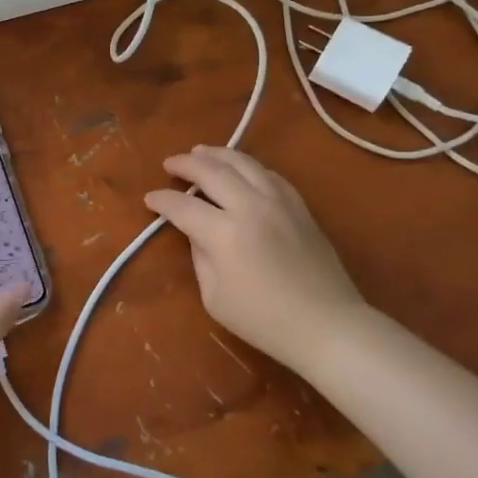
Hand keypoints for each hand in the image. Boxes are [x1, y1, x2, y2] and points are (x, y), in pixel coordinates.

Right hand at [144, 146, 364, 369]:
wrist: (327, 325)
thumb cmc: (264, 320)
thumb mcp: (215, 297)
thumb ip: (200, 257)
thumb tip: (196, 232)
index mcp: (224, 233)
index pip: (183, 206)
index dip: (162, 200)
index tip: (150, 199)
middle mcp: (250, 207)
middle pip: (212, 171)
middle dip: (185, 164)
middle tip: (170, 163)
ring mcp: (278, 202)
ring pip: (243, 163)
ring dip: (216, 154)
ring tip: (200, 152)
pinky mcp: (299, 206)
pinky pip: (269, 174)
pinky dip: (248, 166)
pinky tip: (240, 168)